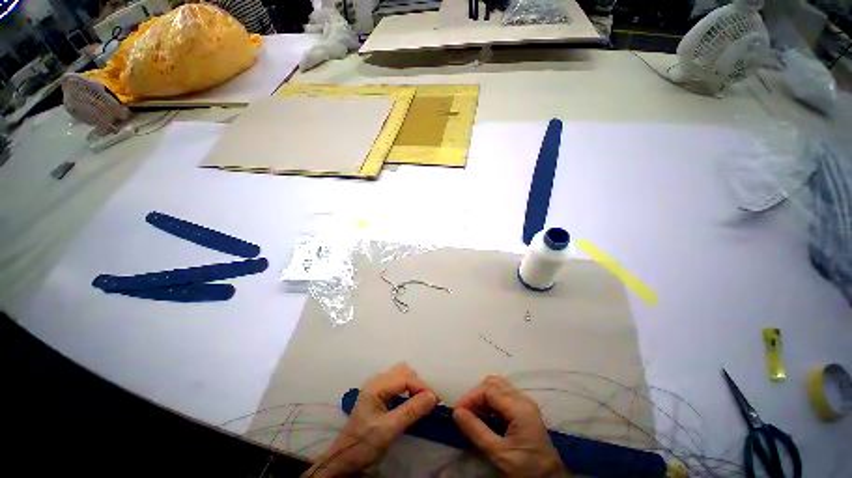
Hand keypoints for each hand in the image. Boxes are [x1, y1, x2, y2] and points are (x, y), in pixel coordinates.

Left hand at [303, 363, 437, 476]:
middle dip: (418, 383)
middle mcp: (377, 381)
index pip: (405, 377)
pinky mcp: (379, 394)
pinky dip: (408, 389)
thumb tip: (433, 396)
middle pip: (403, 371)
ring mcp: (377, 386)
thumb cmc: (364, 444)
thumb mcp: (388, 430)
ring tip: (422, 401)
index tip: (435, 400)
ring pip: (401, 375)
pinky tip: (412, 401)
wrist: (344, 458)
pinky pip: (398, 383)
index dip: (422, 386)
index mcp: (376, 386)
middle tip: (429, 401)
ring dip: (414, 385)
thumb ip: (411, 411)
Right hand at [453, 375, 569, 477]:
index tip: (457, 411)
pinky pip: (502, 395)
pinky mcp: (523, 408)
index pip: (489, 390)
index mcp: (519, 408)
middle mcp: (523, 399)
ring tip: (473, 414)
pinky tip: (484, 416)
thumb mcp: (499, 453)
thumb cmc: (526, 468)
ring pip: (497, 386)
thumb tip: (456, 412)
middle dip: (476, 394)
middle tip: (465, 412)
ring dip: (482, 396)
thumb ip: (476, 431)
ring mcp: (524, 402)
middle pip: (493, 383)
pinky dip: (490, 401)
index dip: (471, 397)